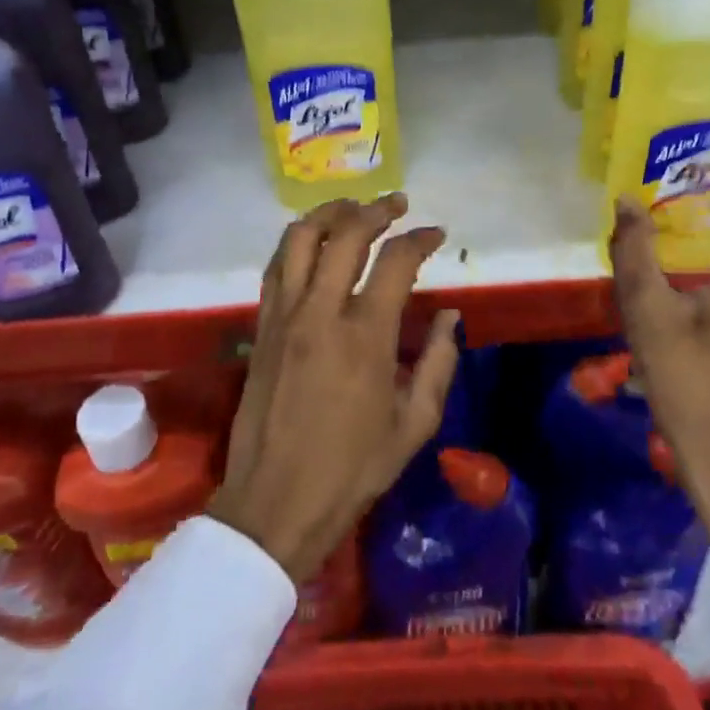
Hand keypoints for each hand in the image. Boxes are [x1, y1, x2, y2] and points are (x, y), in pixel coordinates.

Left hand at [209, 194, 460, 583]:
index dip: (420, 239)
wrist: (275, 504)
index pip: (395, 261)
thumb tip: (449, 317)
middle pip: (345, 234)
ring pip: (298, 239)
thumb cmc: (352, 470)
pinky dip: (297, 243)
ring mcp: (283, 317)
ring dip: (329, 214)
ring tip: (352, 209)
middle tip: (397, 205)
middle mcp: (320, 312)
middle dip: (376, 210)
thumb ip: (438, 363)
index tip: (436, 233)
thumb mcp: (414, 424)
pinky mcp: (260, 328)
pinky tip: (313, 244)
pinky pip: (275, 267)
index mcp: (364, 336)